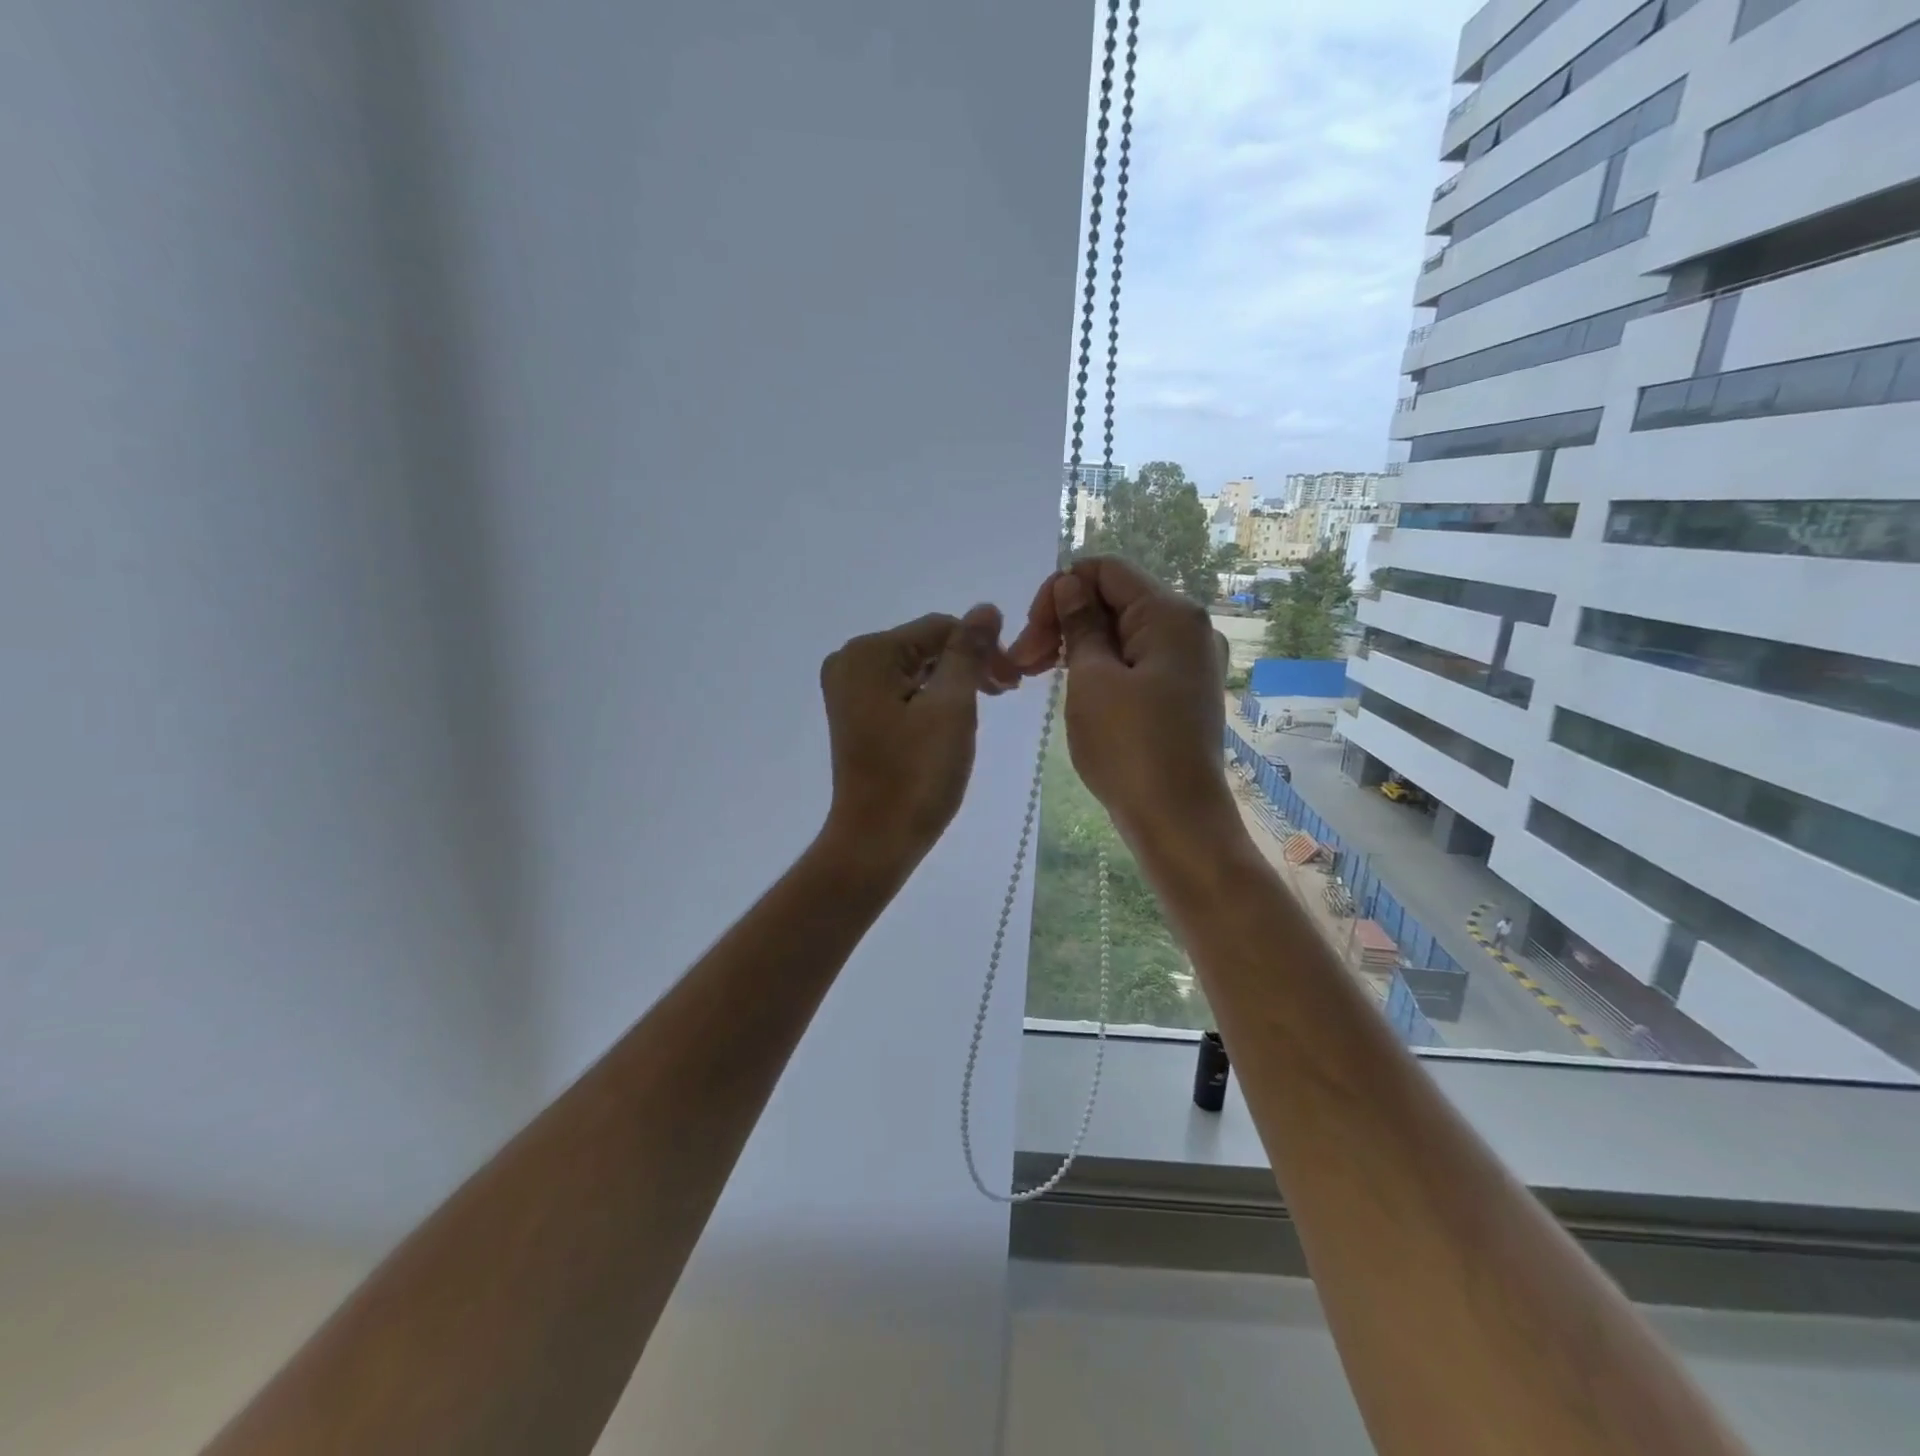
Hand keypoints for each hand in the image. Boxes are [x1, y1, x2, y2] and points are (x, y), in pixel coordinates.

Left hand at [817, 605, 1018, 871]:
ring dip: (954, 682)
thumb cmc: (917, 775)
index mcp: (868, 653)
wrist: (876, 841)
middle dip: (969, 665)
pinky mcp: (856, 714)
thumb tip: (986, 608)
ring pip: (917, 669)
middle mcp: (850, 662)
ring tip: (987, 707)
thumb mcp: (952, 707)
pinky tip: (953, 719)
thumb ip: (969, 652)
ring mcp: (849, 690)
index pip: (940, 628)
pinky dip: (932, 699)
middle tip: (1008, 693)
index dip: (984, 647)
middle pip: (926, 646)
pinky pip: (902, 690)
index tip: (1015, 682)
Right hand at [1008, 557, 1236, 852]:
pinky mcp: (1183, 691)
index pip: (1105, 570)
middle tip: (1023, 663)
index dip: (1059, 591)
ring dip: (1077, 646)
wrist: (1177, 820)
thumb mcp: (1091, 679)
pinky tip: (1075, 689)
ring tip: (1038, 677)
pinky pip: (1136, 661)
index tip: (1031, 634)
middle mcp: (1189, 627)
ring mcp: (1189, 661)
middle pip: (1114, 600)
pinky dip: (1101, 666)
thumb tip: (1070, 584)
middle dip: (1063, 621)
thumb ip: (1080, 624)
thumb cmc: (1129, 747)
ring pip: (1122, 633)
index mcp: (1171, 613)